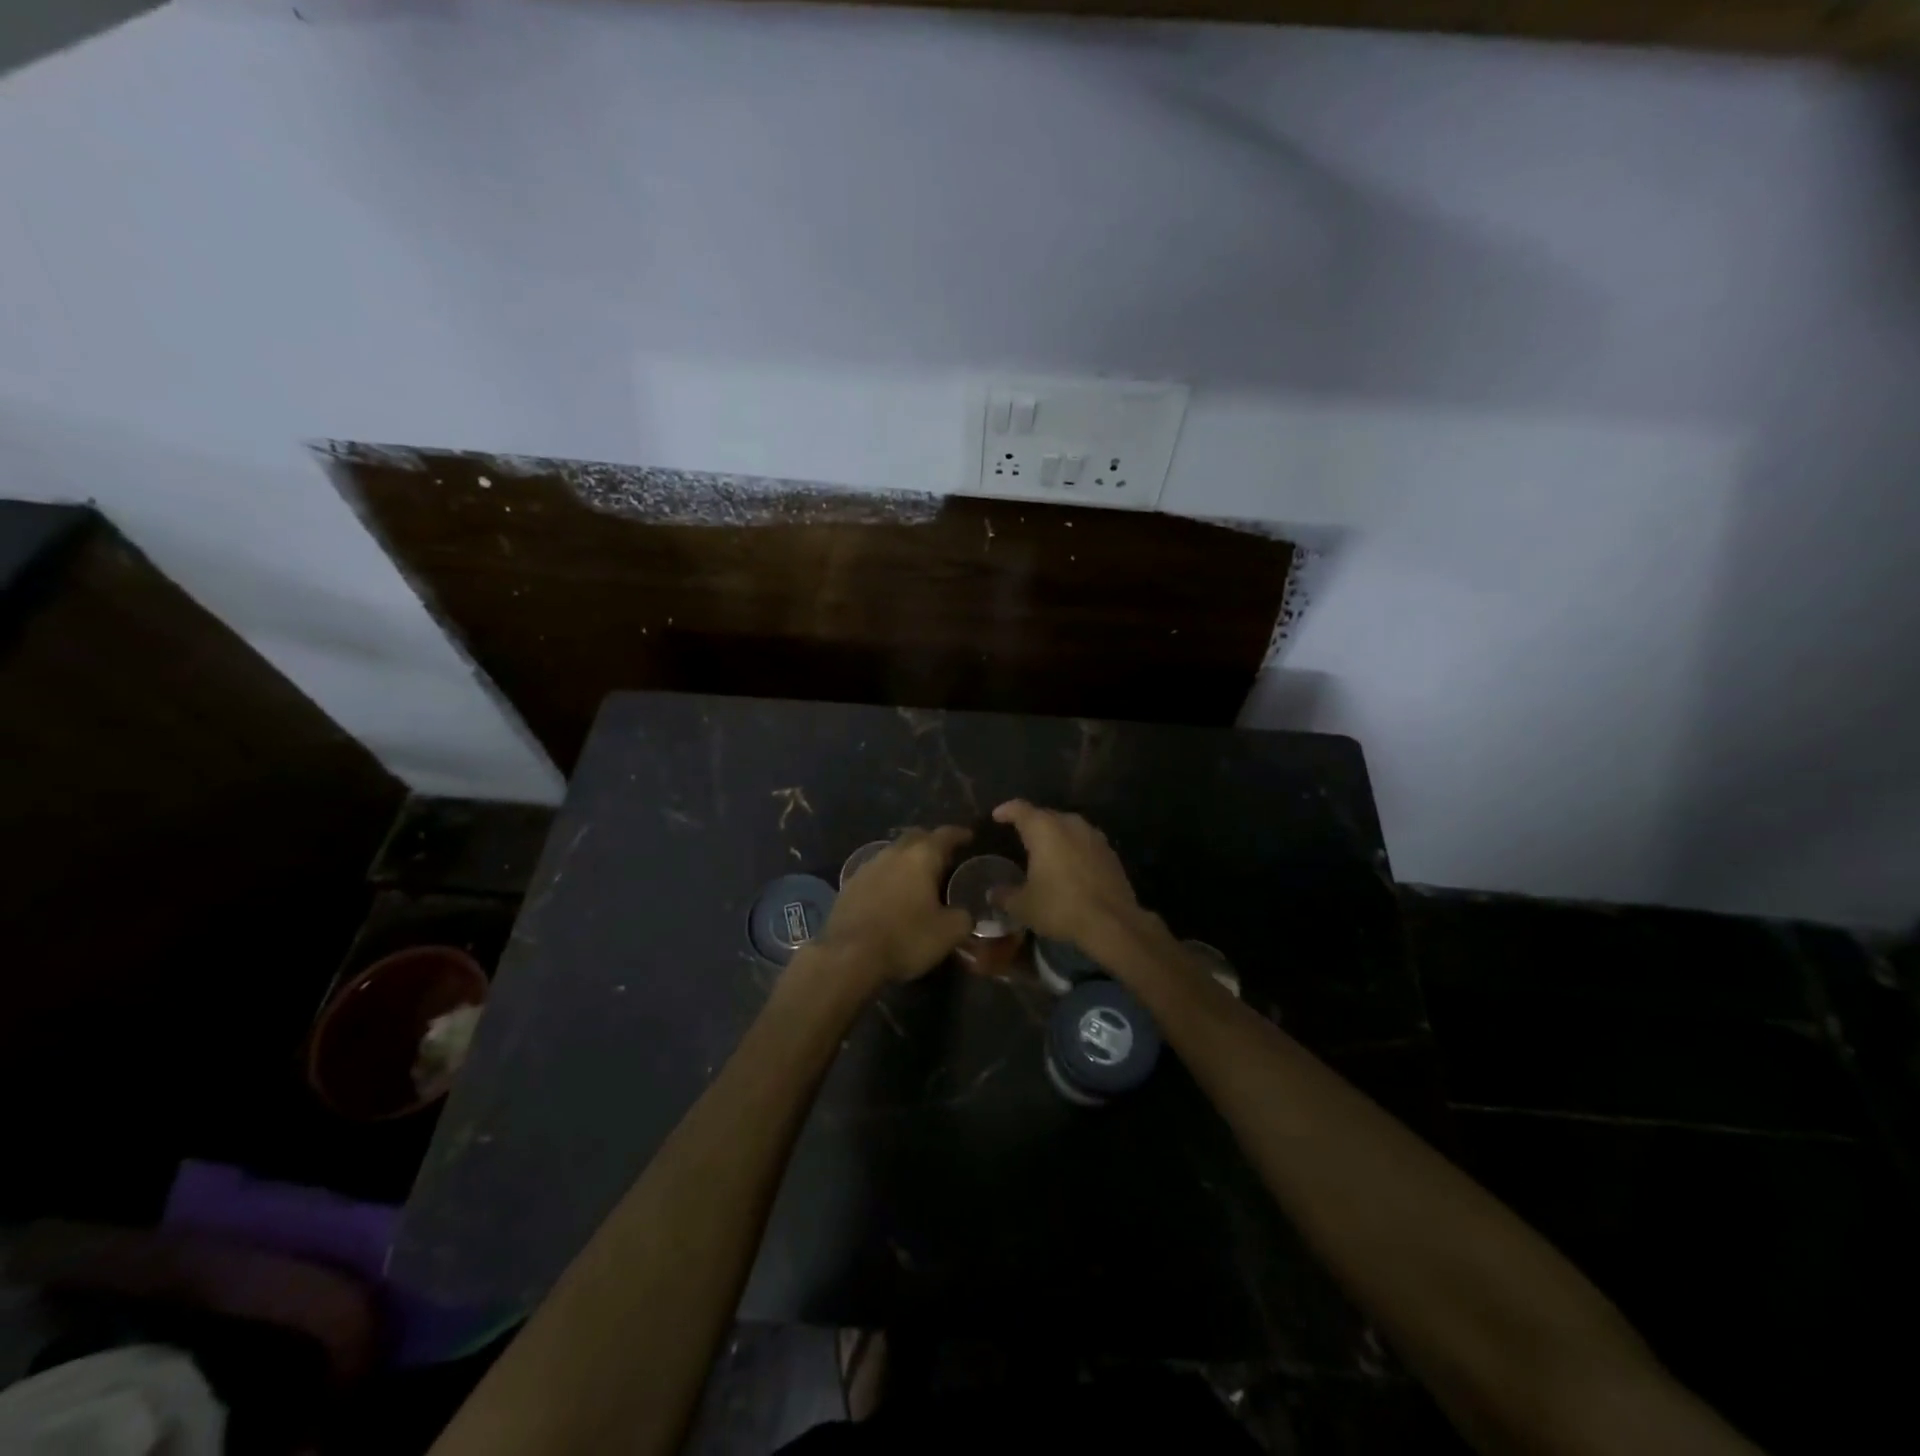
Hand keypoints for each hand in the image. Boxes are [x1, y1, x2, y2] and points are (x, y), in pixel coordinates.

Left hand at [815, 826, 974, 986]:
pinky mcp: (849, 886)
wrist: (848, 956)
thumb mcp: (948, 933)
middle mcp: (893, 854)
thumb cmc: (905, 938)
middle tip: (943, 856)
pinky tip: (891, 894)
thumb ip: (963, 917)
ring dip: (906, 860)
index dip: (959, 834)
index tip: (969, 836)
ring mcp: (867, 868)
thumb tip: (964, 914)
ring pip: (892, 854)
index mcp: (921, 857)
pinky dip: (888, 877)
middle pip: (915, 837)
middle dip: (930, 842)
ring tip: (918, 877)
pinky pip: (875, 873)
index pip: (945, 835)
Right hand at [990, 801, 1146, 949]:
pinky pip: (1084, 843)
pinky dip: (1073, 849)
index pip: (1019, 809)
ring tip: (1044, 852)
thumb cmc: (1060, 907)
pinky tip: (1069, 867)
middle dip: (1031, 824)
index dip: (1006, 810)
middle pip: (1045, 815)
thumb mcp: (1023, 906)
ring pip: (1068, 828)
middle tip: (1019, 837)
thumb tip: (992, 893)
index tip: (997, 816)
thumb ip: (1004, 896)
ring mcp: (1093, 836)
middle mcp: (1069, 823)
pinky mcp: (1110, 852)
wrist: (1113, 922)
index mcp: (1044, 829)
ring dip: (1055, 836)